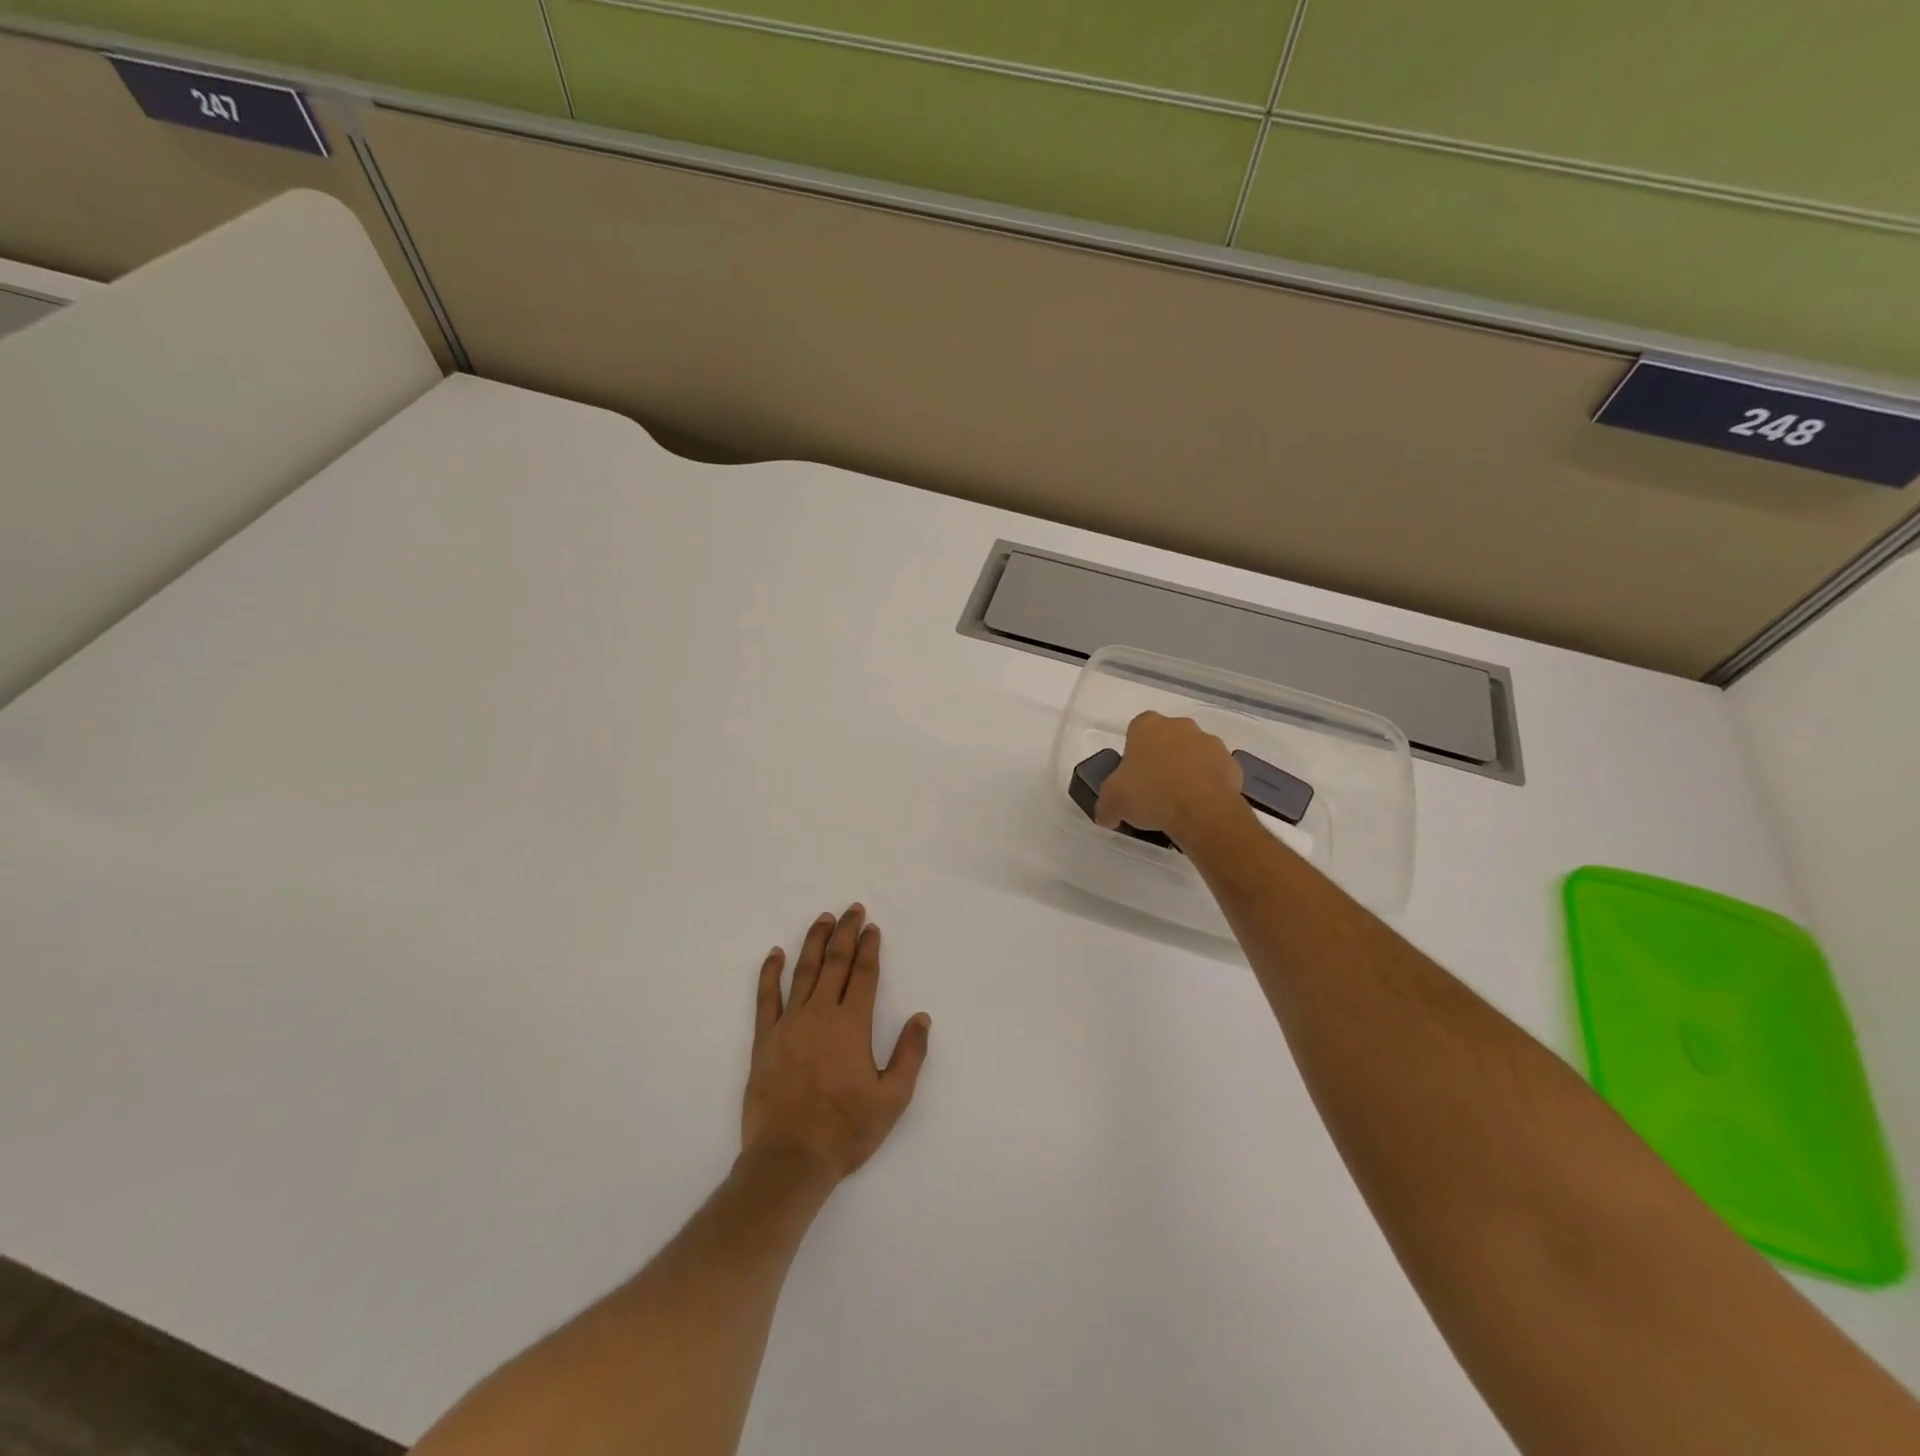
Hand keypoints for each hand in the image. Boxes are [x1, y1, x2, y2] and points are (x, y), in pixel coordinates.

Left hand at [743, 905, 931, 1183]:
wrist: (790, 1158)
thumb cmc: (846, 1130)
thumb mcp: (892, 1099)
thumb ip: (910, 1055)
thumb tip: (921, 1017)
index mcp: (852, 1025)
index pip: (863, 975)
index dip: (869, 948)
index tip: (871, 927)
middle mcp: (821, 1014)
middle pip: (835, 963)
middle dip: (845, 933)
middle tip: (851, 909)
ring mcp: (789, 1024)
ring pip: (803, 971)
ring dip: (814, 942)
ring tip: (823, 919)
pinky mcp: (764, 1040)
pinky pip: (766, 997)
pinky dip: (770, 973)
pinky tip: (775, 954)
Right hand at [1095, 712, 1247, 844]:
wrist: (1202, 811)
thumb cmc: (1150, 795)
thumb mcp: (1112, 803)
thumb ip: (1106, 806)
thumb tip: (1106, 816)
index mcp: (1147, 726)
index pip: (1136, 730)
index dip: (1133, 752)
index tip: (1132, 775)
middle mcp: (1180, 726)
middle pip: (1167, 739)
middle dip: (1161, 758)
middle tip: (1153, 789)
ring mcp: (1210, 742)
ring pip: (1193, 753)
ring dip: (1187, 770)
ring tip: (1178, 802)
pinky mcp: (1232, 763)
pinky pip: (1215, 772)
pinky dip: (1208, 784)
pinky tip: (1200, 807)